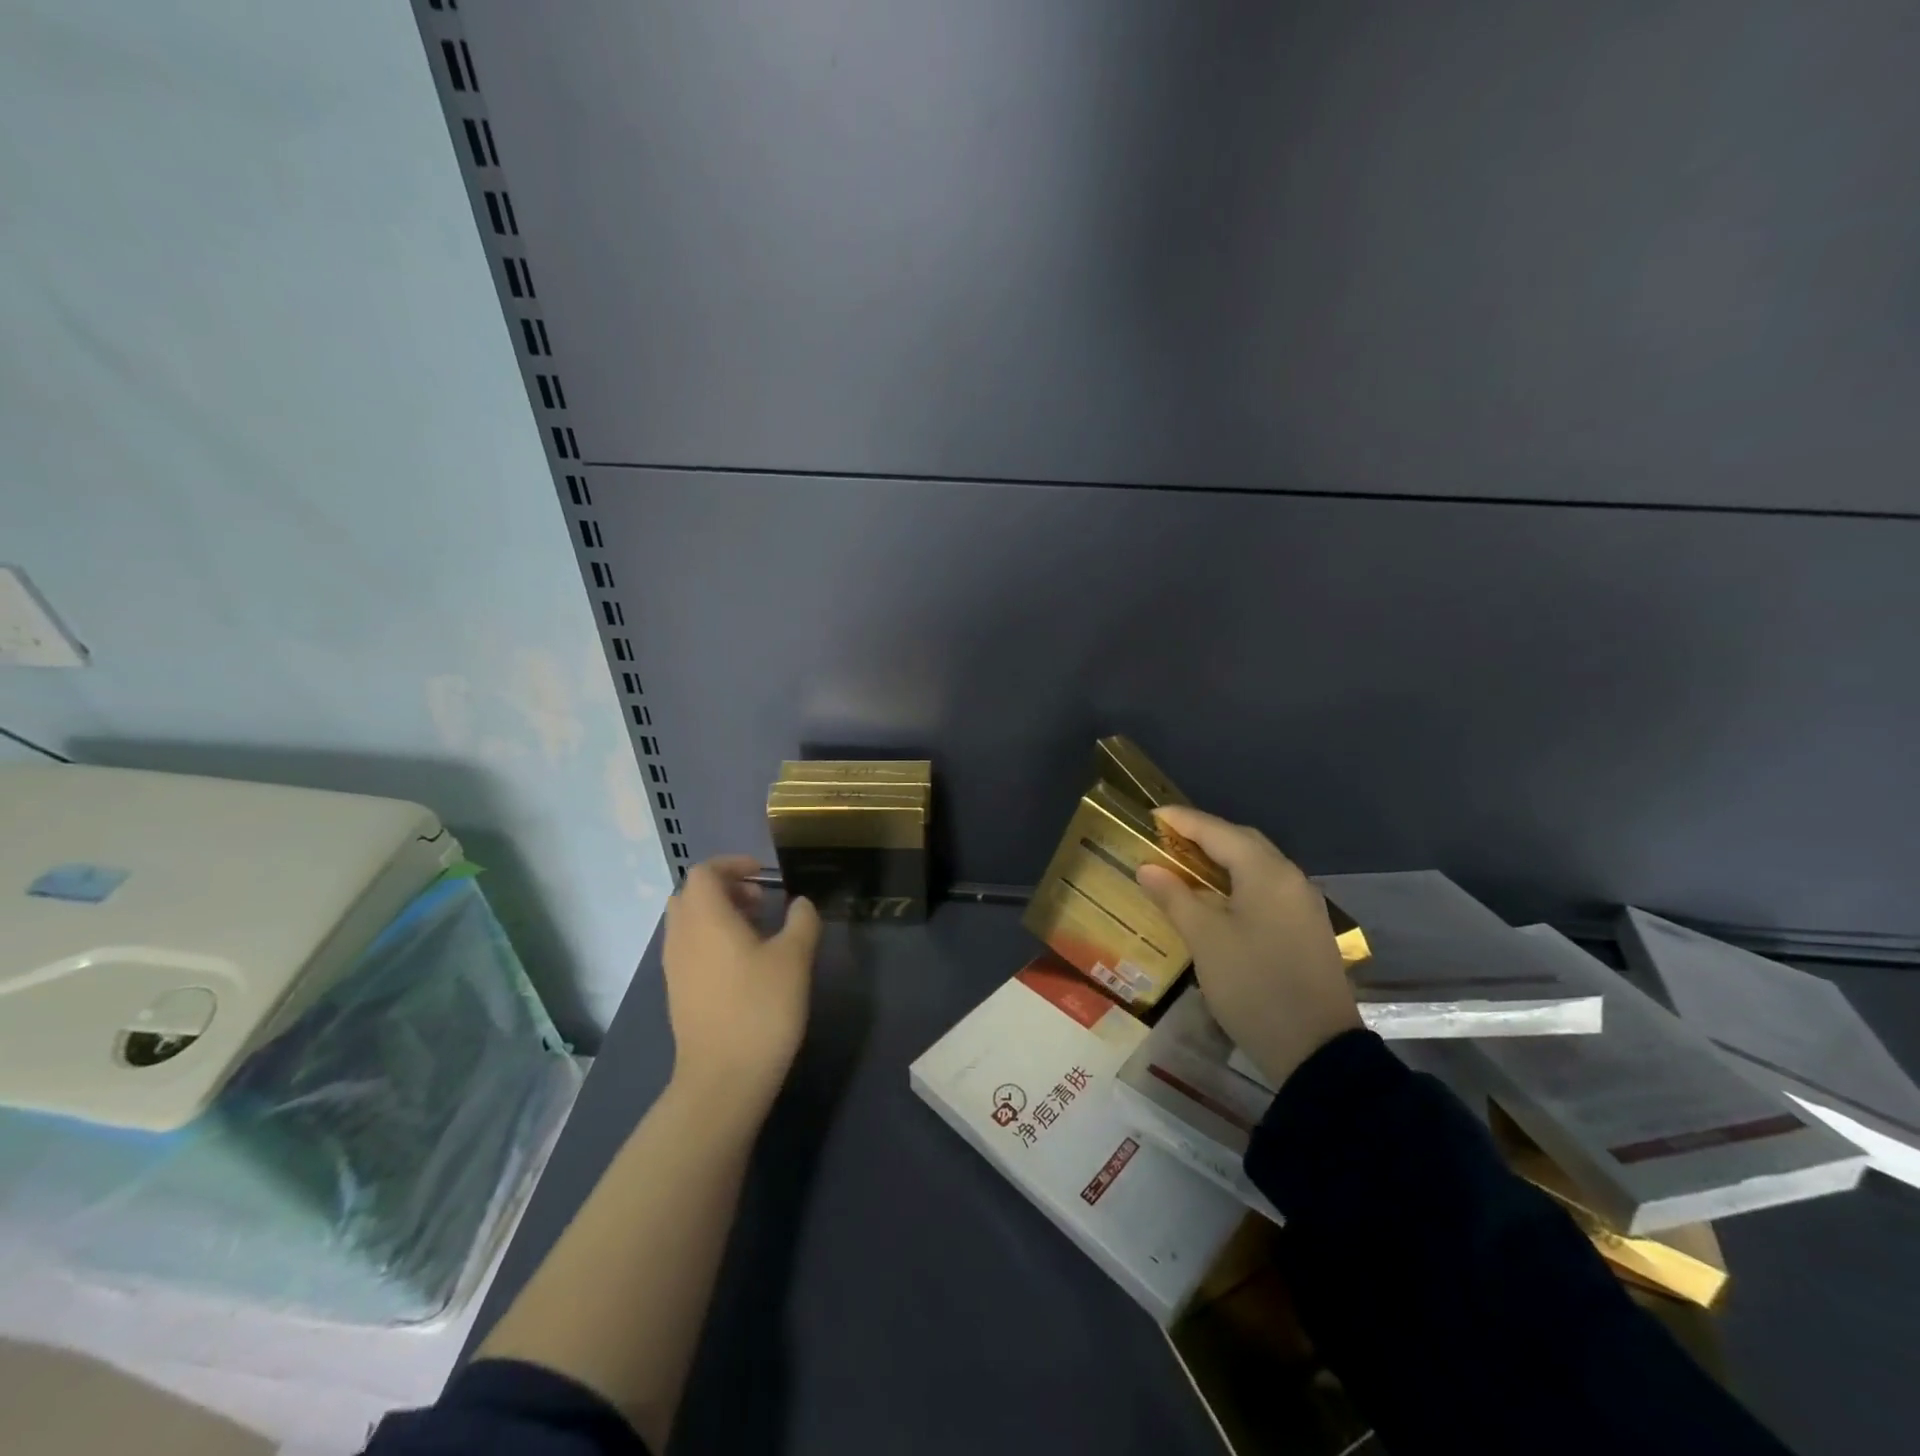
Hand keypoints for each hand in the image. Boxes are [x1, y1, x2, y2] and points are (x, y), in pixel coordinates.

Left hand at [662, 856, 821, 1118]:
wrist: (723, 1078)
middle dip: (724, 888)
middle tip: (760, 902)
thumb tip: (800, 903)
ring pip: (688, 922)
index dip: (732, 864)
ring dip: (718, 915)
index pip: (704, 872)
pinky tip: (743, 964)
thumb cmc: (761, 1009)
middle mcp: (682, 936)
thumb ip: (801, 921)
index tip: (764, 875)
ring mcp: (675, 967)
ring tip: (757, 933)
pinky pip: (688, 948)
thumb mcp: (795, 958)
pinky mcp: (678, 992)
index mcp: (706, 918)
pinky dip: (711, 940)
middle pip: (691, 895)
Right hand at [1136, 807, 1361, 1088]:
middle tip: (1167, 839)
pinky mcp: (1306, 930)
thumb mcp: (1205, 940)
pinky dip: (1238, 882)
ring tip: (1186, 865)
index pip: (1219, 831)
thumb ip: (1175, 897)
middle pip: (1243, 843)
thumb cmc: (1254, 986)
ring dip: (1222, 859)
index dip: (1183, 821)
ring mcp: (1303, 906)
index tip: (1152, 816)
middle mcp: (1291, 879)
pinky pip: (1267, 889)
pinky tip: (1217, 899)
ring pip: (1257, 866)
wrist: (1317, 1051)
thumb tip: (1148, 867)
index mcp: (1267, 873)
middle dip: (1205, 835)